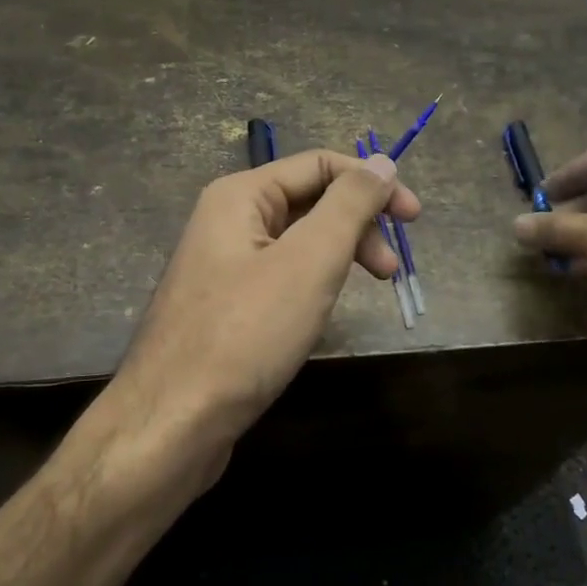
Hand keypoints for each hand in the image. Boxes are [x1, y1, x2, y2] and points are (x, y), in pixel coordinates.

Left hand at [110, 149, 419, 472]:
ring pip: (298, 241)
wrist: (172, 423)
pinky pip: (281, 275)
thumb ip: (349, 206)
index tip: (414, 218)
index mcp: (240, 196)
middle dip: (358, 225)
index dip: (371, 183)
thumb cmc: (246, 335)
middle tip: (390, 269)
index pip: (319, 164)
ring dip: (340, 254)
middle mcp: (227, 220)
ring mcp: (223, 265)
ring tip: (368, 290)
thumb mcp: (309, 261)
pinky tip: (324, 310)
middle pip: (309, 200)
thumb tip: (383, 162)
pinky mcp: (226, 306)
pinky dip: (314, 282)